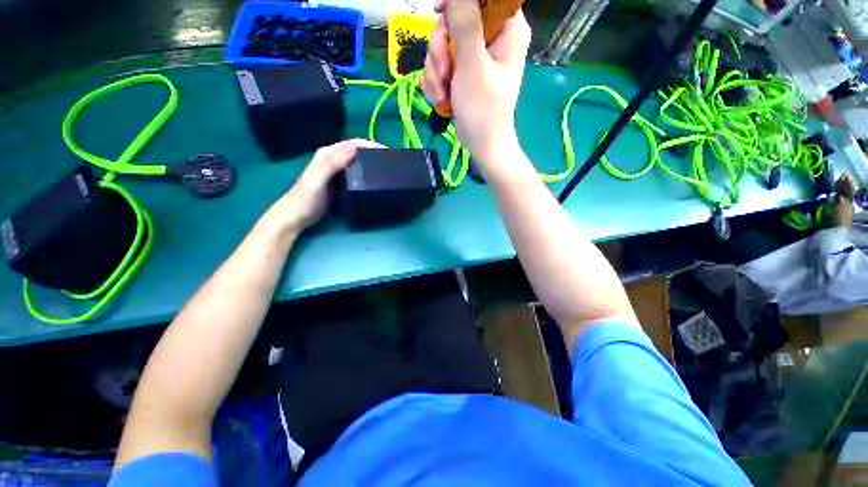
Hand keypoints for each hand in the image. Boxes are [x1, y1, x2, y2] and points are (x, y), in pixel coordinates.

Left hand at [269, 139, 381, 232]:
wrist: (297, 216)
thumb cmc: (306, 197)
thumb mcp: (318, 178)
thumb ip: (333, 162)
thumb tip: (354, 147)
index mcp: (328, 153)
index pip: (353, 143)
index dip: (370, 145)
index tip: (387, 152)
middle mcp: (333, 159)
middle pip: (357, 151)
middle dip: (373, 153)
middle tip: (390, 162)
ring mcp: (337, 172)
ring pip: (357, 162)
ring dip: (370, 163)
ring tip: (386, 169)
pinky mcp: (340, 183)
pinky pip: (356, 174)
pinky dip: (365, 174)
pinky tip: (374, 180)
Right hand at [422, 0, 530, 162]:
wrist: (481, 143)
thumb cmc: (483, 109)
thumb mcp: (472, 66)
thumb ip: (465, 24)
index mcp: (507, 28)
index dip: (457, 2)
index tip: (440, 12)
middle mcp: (492, 37)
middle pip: (455, 19)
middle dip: (441, 49)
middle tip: (444, 74)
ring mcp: (476, 55)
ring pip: (444, 44)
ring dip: (436, 71)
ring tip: (444, 94)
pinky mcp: (463, 71)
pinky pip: (442, 63)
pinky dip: (438, 82)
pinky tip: (442, 98)